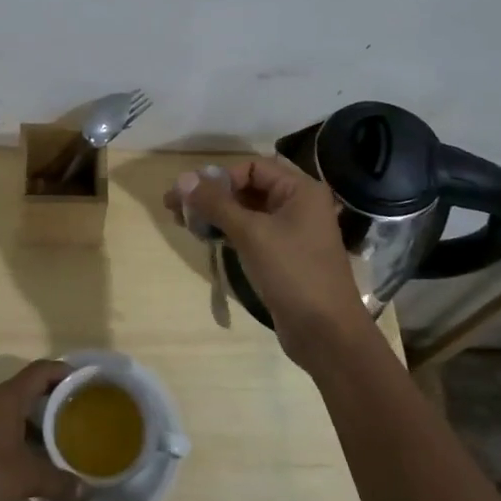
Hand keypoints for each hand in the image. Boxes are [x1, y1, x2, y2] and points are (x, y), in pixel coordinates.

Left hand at [0, 361, 86, 500]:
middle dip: (53, 399)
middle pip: (27, 388)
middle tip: (77, 413)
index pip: (40, 370)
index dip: (64, 371)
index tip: (85, 382)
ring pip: (12, 408)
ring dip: (35, 419)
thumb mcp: (27, 480)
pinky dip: (18, 432)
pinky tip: (29, 456)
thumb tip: (86, 492)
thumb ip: (59, 482)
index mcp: (5, 398)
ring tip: (58, 438)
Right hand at [166, 158, 378, 372]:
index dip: (220, 177)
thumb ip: (216, 204)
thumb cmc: (293, 273)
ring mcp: (291, 232)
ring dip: (215, 214)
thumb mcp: (251, 234)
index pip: (252, 168)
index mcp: (300, 190)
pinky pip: (250, 233)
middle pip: (248, 188)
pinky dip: (227, 232)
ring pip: (246, 212)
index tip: (192, 195)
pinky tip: (204, 237)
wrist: (326, 333)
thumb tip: (182, 179)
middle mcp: (298, 205)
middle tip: (174, 206)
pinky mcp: (282, 255)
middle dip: (212, 195)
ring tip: (182, 222)